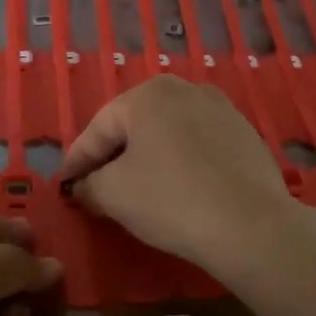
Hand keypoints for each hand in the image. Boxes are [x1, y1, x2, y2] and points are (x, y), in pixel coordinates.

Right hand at [58, 76, 296, 275]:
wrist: (252, 226)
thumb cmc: (172, 201)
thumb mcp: (113, 194)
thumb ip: (89, 184)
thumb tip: (84, 186)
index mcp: (148, 94)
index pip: (98, 129)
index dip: (76, 160)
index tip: (63, 184)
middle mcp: (185, 89)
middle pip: (134, 126)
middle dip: (112, 156)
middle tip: (95, 187)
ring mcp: (221, 109)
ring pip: (168, 134)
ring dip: (147, 158)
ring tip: (135, 188)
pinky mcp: (245, 134)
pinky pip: (197, 146)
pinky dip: (180, 162)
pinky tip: (178, 188)